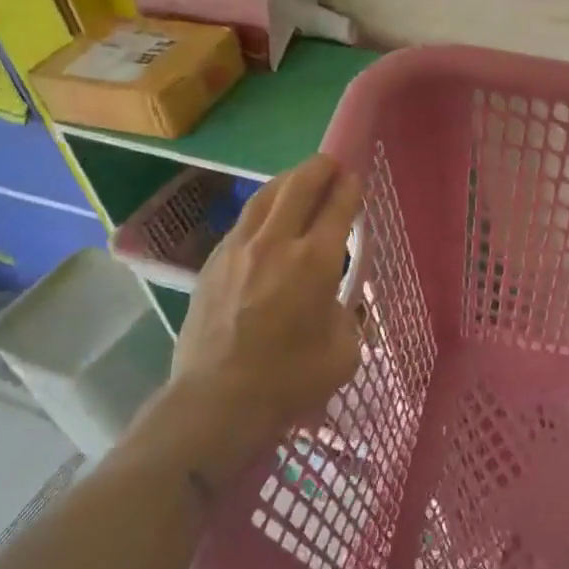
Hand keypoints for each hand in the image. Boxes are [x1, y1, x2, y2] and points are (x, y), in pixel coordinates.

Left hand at [125, 155, 362, 479]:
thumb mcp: (343, 352)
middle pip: (299, 185)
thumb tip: (334, 302)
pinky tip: (267, 219)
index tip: (356, 179)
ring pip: (266, 196)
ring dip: (288, 181)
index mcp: (315, 261)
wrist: (216, 402)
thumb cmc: (289, 381)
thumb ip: (346, 316)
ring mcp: (239, 249)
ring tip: (300, 179)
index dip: (350, 187)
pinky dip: (263, 209)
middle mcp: (276, 243)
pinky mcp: (213, 263)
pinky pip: (243, 221)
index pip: (337, 206)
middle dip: (321, 168)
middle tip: (332, 165)